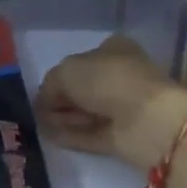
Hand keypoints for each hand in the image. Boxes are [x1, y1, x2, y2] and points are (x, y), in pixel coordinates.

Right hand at [35, 36, 186, 171]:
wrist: (146, 119)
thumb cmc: (108, 81)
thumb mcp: (66, 71)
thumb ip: (49, 85)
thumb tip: (43, 103)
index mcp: (113, 49)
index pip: (81, 60)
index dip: (60, 75)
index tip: (43, 90)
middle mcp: (119, 75)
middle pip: (83, 88)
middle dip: (61, 99)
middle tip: (40, 111)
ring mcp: (123, 107)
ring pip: (86, 111)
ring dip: (64, 118)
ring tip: (40, 125)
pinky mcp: (122, 135)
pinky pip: (90, 133)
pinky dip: (71, 135)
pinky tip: (51, 137)